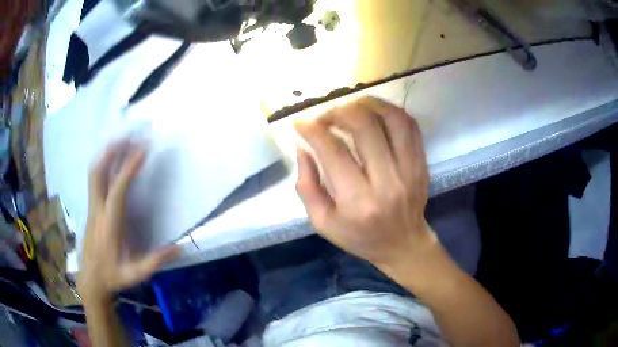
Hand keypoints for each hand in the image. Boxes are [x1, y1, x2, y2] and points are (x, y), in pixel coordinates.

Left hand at [77, 142, 179, 300]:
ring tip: (122, 139)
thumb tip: (180, 248)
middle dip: (112, 151)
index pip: (118, 191)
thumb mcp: (135, 274)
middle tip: (129, 135)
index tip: (143, 150)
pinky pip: (94, 179)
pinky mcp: (91, 208)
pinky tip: (112, 159)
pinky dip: (103, 163)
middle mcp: (97, 211)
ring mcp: (92, 208)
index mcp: (109, 225)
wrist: (91, 280)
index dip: (129, 169)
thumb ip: (154, 262)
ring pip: (94, 173)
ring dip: (107, 154)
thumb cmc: (113, 276)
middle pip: (98, 173)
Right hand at [295, 96, 434, 273]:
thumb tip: (303, 146)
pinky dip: (390, 110)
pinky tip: (374, 112)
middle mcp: (387, 181)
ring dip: (366, 104)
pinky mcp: (421, 162)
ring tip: (350, 107)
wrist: (403, 244)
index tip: (301, 122)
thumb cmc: (360, 237)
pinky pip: (410, 125)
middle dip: (338, 112)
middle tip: (326, 117)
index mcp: (358, 202)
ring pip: (391, 119)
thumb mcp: (323, 222)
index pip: (333, 151)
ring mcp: (409, 169)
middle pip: (364, 126)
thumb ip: (307, 185)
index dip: (313, 130)